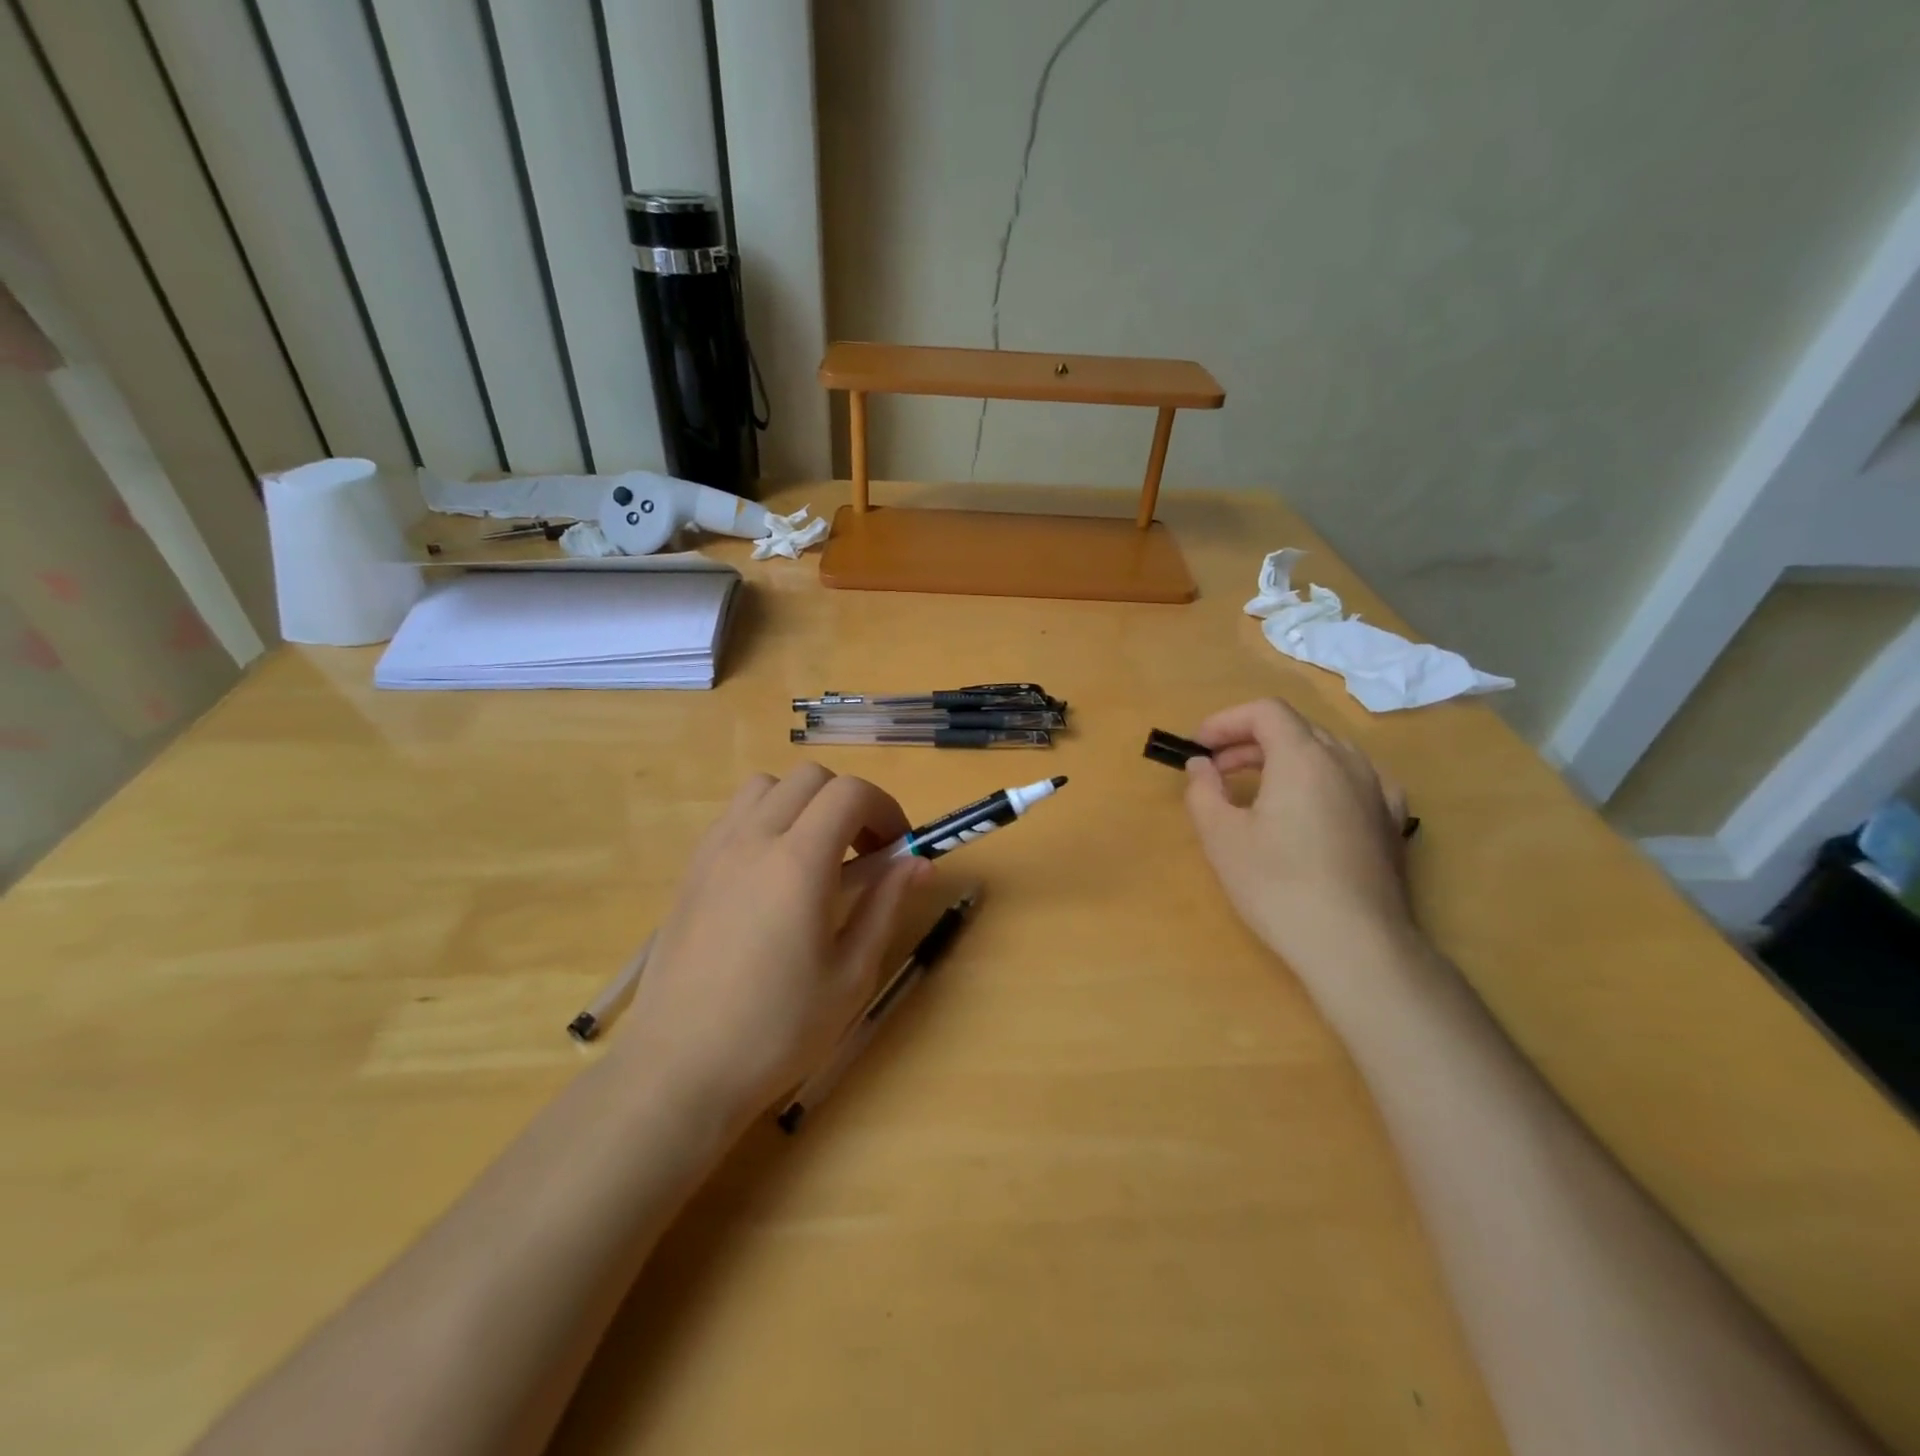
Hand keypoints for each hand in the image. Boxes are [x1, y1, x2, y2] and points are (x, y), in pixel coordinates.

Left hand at [616, 765, 927, 1124]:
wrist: (679, 1069)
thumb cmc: (777, 1030)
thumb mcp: (851, 975)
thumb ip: (885, 905)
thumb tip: (918, 862)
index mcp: (798, 863)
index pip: (851, 793)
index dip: (886, 809)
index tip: (898, 849)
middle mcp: (752, 839)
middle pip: (811, 778)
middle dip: (849, 803)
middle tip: (864, 853)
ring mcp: (714, 851)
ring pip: (766, 787)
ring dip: (803, 804)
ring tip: (816, 856)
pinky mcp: (691, 870)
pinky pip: (734, 816)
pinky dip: (766, 820)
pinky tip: (772, 876)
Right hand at [1183, 699, 1415, 976]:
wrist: (1356, 945)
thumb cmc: (1279, 885)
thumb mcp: (1222, 837)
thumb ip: (1203, 790)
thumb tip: (1202, 766)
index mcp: (1304, 756)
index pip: (1265, 712)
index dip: (1225, 721)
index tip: (1198, 748)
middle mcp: (1347, 761)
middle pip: (1295, 729)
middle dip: (1249, 742)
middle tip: (1215, 772)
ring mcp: (1377, 790)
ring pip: (1326, 752)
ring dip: (1285, 759)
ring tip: (1257, 790)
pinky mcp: (1392, 822)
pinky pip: (1354, 779)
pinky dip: (1322, 780)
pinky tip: (1312, 807)